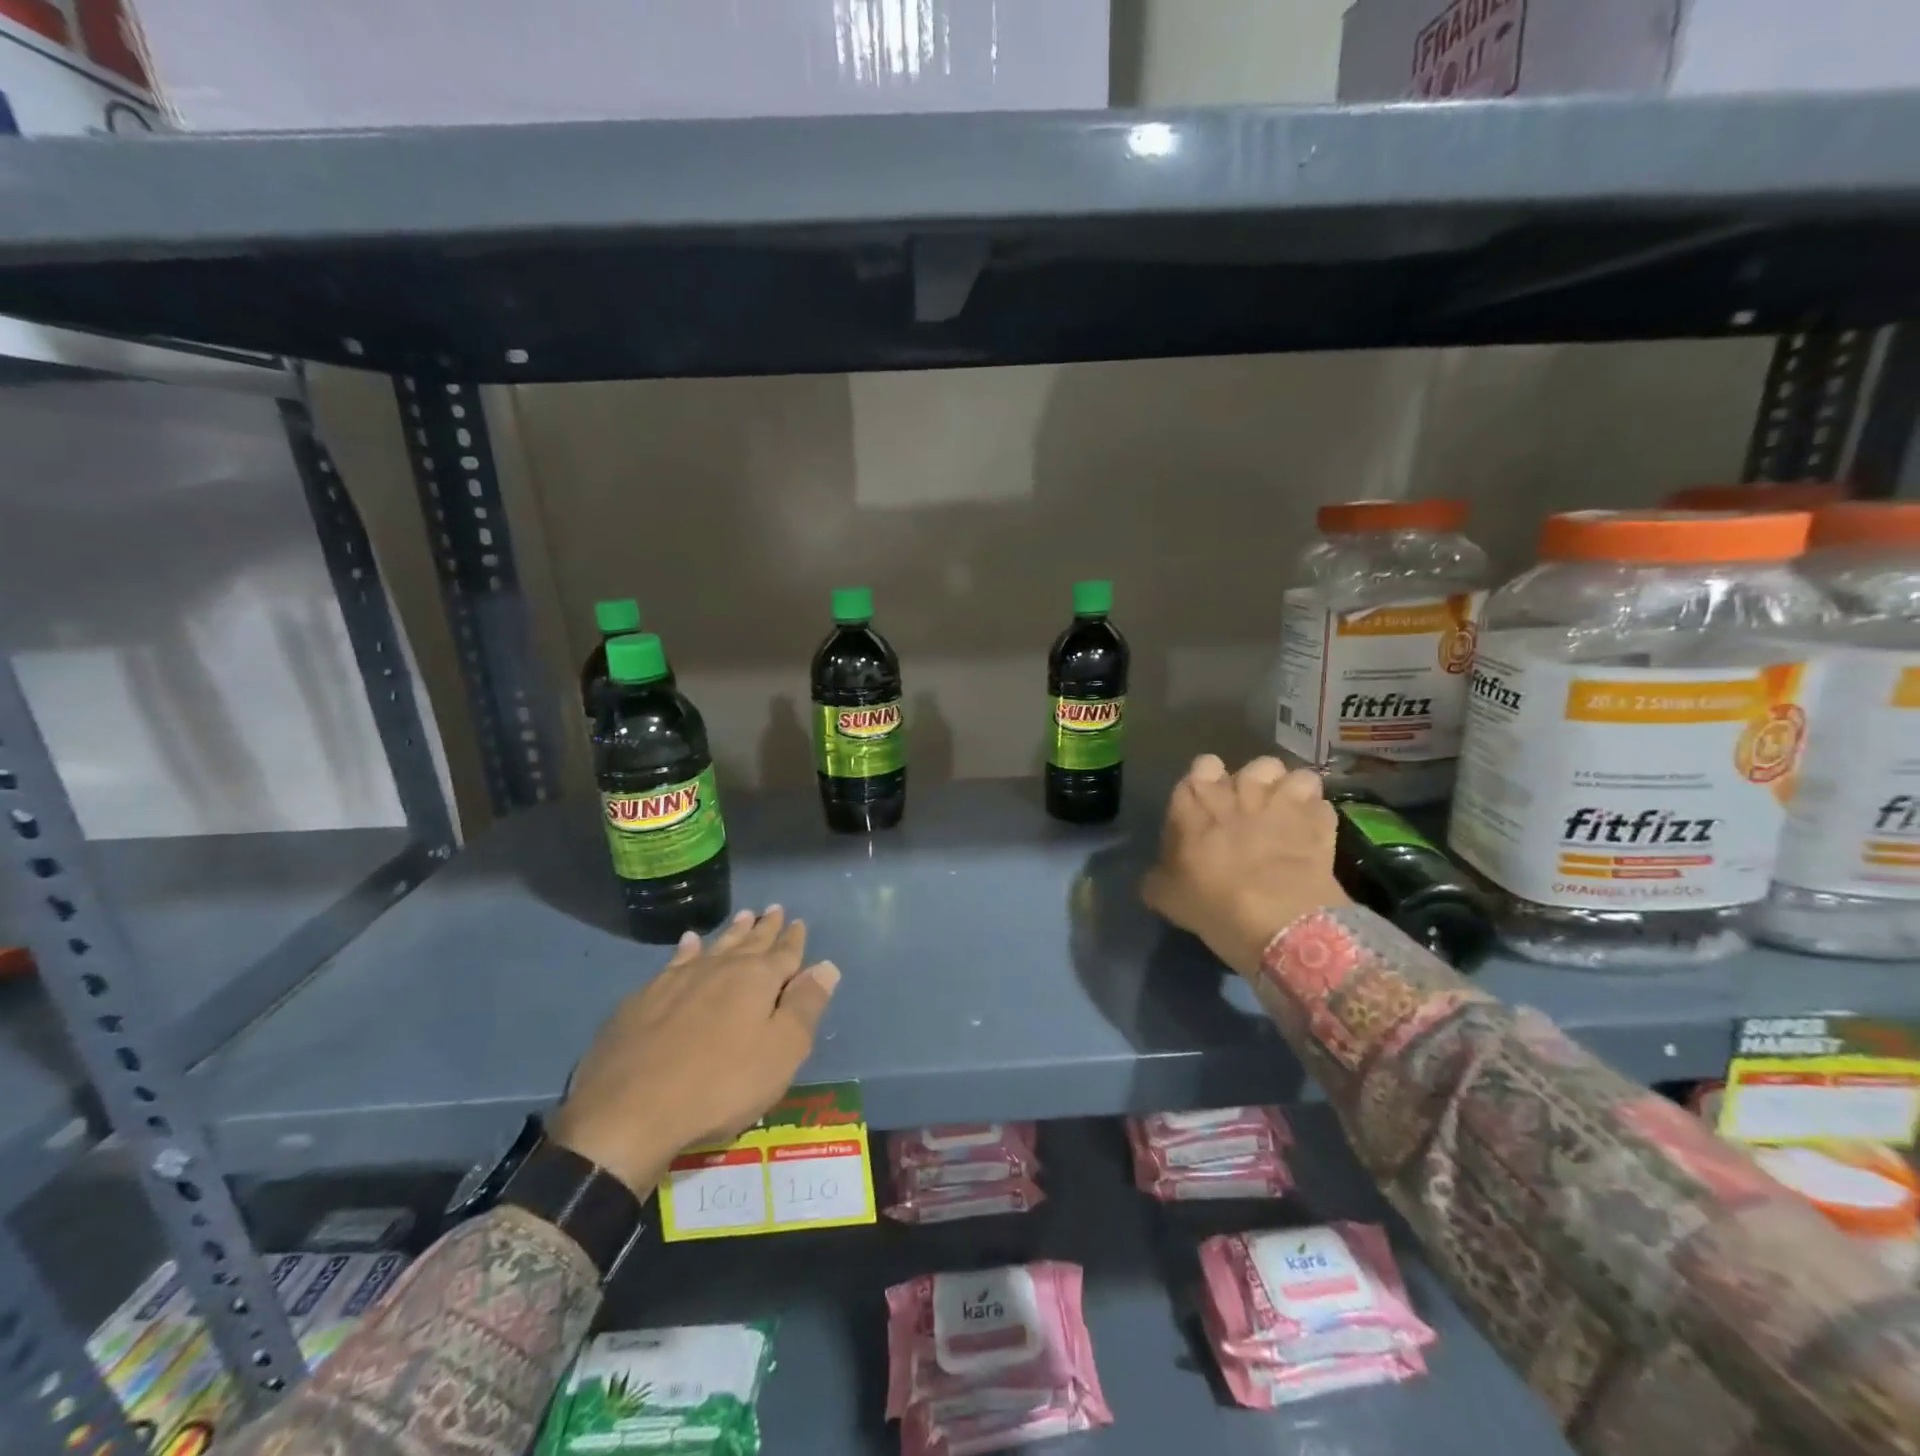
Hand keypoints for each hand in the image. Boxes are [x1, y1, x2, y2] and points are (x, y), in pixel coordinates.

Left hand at [549, 907, 840, 1195]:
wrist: (629, 1112)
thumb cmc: (720, 1085)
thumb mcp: (781, 1053)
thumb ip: (805, 1006)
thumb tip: (826, 966)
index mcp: (757, 980)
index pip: (784, 953)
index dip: (794, 939)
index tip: (798, 922)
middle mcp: (720, 968)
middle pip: (749, 942)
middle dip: (764, 927)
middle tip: (773, 909)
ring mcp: (678, 980)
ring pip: (714, 946)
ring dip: (731, 932)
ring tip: (742, 916)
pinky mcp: (643, 998)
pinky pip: (675, 961)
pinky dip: (688, 949)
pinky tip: (688, 943)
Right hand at [1140, 755, 1349, 979]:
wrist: (1277, 920)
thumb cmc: (1211, 902)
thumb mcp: (1165, 895)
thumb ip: (1160, 875)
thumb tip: (1160, 874)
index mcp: (1196, 799)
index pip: (1203, 765)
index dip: (1208, 781)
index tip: (1207, 804)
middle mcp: (1241, 790)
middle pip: (1256, 766)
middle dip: (1256, 784)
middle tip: (1251, 813)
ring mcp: (1285, 803)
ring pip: (1295, 777)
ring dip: (1292, 793)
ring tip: (1288, 817)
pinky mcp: (1320, 824)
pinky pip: (1322, 807)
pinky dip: (1317, 819)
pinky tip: (1312, 837)